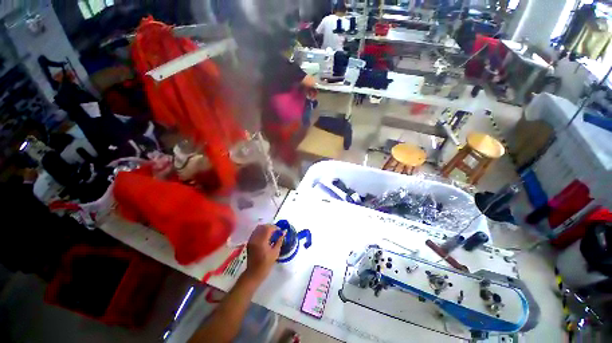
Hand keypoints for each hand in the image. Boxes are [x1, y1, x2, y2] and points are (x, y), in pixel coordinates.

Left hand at [243, 225, 283, 283]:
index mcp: (262, 241)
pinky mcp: (249, 242)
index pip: (268, 228)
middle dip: (270, 227)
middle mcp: (255, 238)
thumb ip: (279, 241)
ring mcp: (251, 240)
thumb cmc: (266, 264)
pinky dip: (261, 231)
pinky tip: (265, 236)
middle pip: (263, 226)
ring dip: (265, 228)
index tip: (280, 230)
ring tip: (271, 233)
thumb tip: (284, 232)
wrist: (254, 272)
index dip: (275, 227)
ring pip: (258, 228)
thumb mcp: (275, 252)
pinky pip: (255, 232)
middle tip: (276, 231)